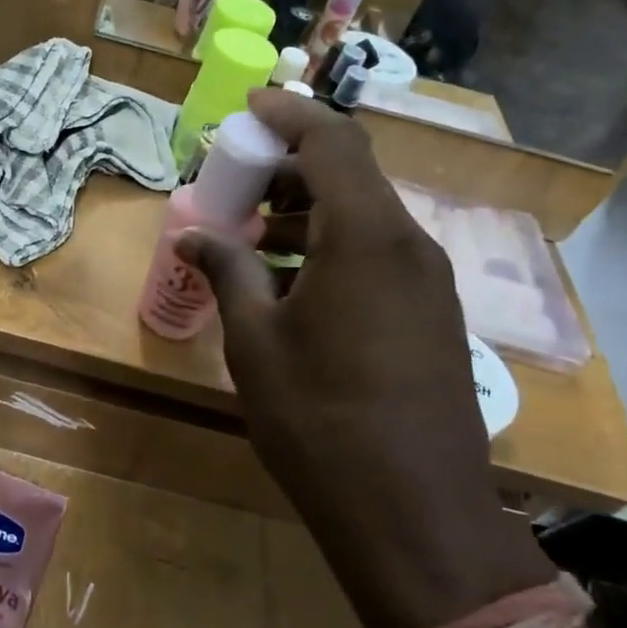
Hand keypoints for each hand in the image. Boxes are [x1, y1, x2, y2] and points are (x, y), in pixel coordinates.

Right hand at [176, 92, 547, 627]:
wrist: (417, 519)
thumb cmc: (321, 422)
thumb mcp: (255, 342)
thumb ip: (227, 271)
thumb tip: (194, 234)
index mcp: (367, 237)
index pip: (332, 140)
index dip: (287, 113)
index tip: (246, 108)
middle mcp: (408, 245)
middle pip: (349, 175)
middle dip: (287, 169)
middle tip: (233, 188)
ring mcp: (428, 282)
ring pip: (363, 217)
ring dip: (306, 213)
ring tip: (251, 240)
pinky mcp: (432, 316)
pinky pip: (378, 255)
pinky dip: (331, 248)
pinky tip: (290, 286)